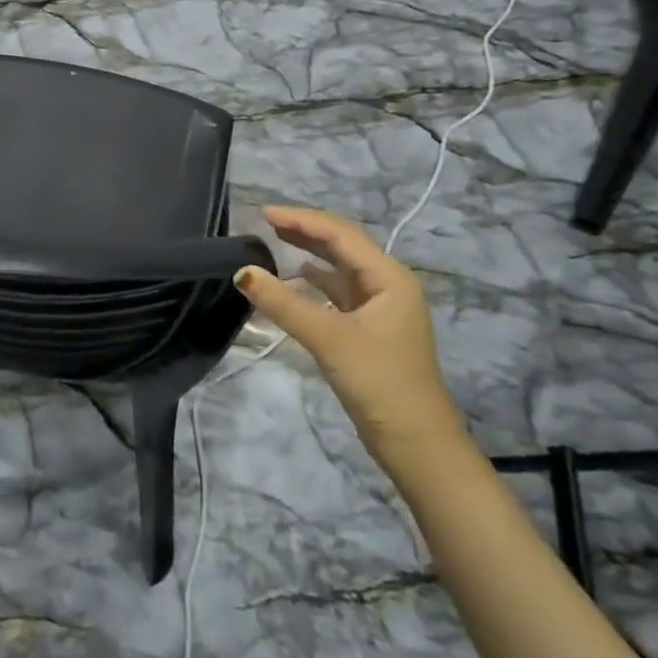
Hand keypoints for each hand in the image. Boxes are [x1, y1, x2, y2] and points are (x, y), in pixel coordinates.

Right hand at [235, 206, 462, 469]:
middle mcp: (388, 285)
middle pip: (342, 245)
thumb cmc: (379, 383)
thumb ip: (283, 303)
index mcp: (389, 278)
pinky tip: (296, 276)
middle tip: (265, 221)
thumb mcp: (328, 339)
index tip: (262, 214)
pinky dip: (316, 279)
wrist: (416, 444)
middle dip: (305, 230)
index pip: (340, 234)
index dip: (301, 219)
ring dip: (310, 251)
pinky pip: (339, 290)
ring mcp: (380, 307)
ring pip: (340, 267)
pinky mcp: (370, 328)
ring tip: (275, 239)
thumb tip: (241, 271)